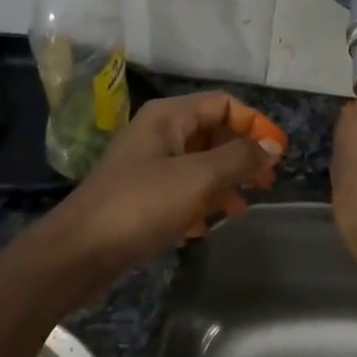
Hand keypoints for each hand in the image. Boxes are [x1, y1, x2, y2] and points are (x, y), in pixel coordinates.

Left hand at [44, 91, 282, 268]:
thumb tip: (273, 146)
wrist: (78, 252)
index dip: (255, 124)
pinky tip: (206, 226)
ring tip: (241, 208)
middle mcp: (159, 133)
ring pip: (200, 164)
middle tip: (266, 183)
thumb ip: (239, 158)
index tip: (278, 153)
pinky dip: (200, 202)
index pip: (224, 104)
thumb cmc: (140, 205)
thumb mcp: (197, 178)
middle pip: (213, 133)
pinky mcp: (142, 196)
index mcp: (169, 117)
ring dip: (225, 182)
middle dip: (242, 155)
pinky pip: (182, 190)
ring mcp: (148, 165)